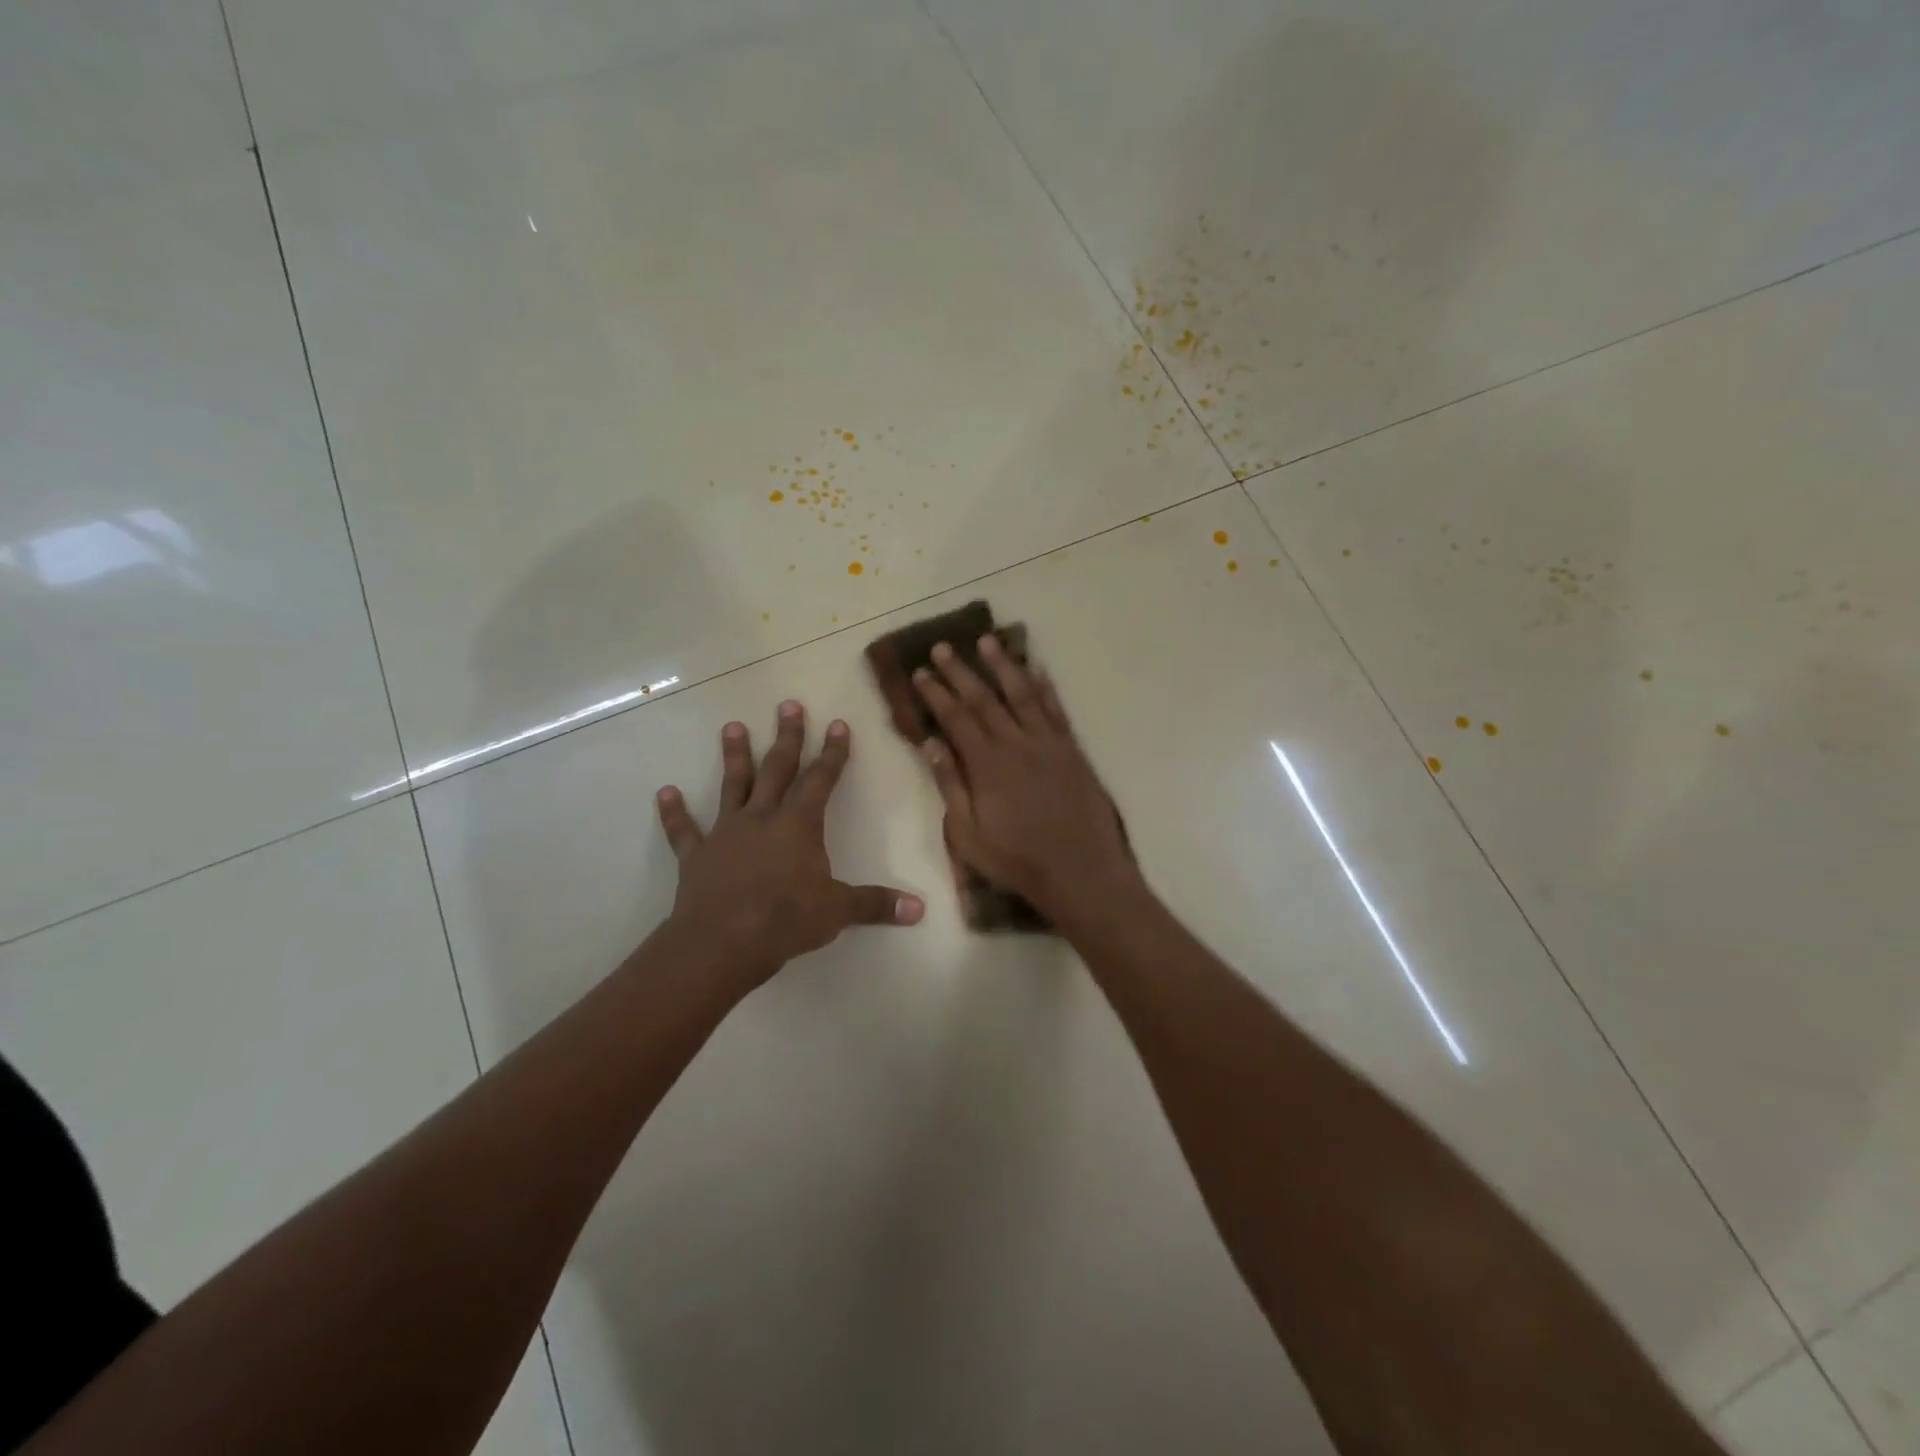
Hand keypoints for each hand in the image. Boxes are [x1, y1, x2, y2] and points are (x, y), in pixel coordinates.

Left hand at [655, 701, 923, 991]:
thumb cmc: (785, 920)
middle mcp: (762, 818)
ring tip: (732, 726)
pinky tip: (665, 793)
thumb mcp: (838, 912)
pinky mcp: (697, 856)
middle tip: (788, 705)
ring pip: (732, 786)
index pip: (821, 780)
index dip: (833, 753)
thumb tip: (920, 910)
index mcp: (799, 825)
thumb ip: (876, 905)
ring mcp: (726, 833)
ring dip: (734, 757)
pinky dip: (674, 813)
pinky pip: (684, 831)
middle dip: (786, 738)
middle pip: (777, 770)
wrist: (722, 943)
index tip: (838, 724)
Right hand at [913, 636, 1141, 921]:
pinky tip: (1036, 669)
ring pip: (1022, 694)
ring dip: (1003, 665)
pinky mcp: (1072, 750)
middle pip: (984, 699)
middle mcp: (1017, 744)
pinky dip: (1045, 686)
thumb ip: (950, 786)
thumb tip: (930, 744)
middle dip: (961, 671)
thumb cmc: (1018, 860)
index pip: (955, 718)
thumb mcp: (968, 835)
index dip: (936, 693)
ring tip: (986, 641)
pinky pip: (1056, 709)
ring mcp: (1048, 744)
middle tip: (943, 646)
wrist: (1081, 872)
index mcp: (987, 765)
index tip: (921, 672)